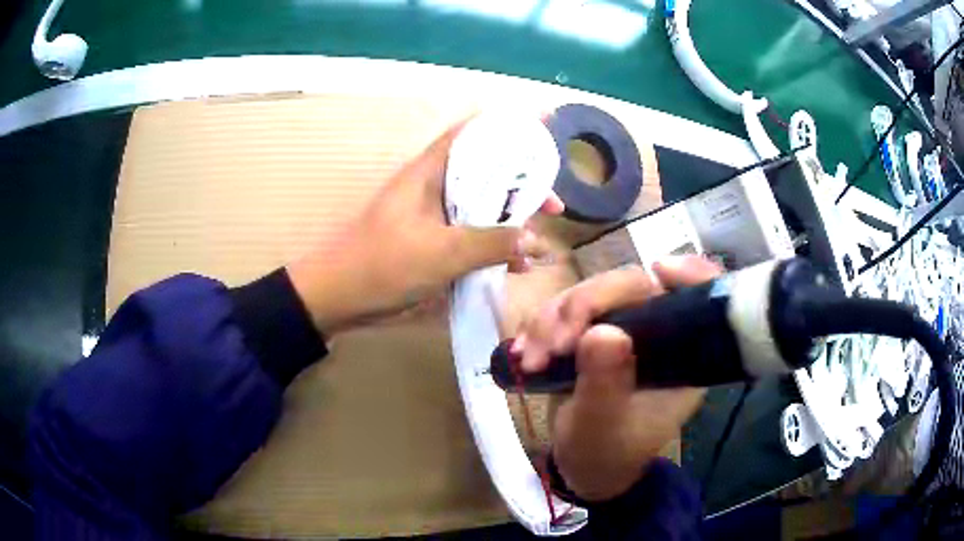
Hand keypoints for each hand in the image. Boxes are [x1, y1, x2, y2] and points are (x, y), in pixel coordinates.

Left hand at [287, 119, 562, 335]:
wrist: (338, 297)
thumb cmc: (382, 264)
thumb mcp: (441, 252)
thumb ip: (491, 244)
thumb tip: (535, 241)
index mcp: (431, 172)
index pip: (474, 132)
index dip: (508, 124)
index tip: (543, 124)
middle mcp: (435, 187)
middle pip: (486, 172)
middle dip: (522, 185)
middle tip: (553, 203)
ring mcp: (434, 216)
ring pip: (482, 207)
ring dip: (511, 221)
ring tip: (542, 236)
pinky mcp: (433, 243)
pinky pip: (472, 237)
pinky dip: (494, 247)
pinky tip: (517, 266)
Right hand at [513, 256, 721, 501]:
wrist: (582, 467)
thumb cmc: (605, 454)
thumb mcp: (603, 426)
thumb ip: (605, 384)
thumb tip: (602, 331)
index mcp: (682, 357)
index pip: (696, 299)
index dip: (689, 274)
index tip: (660, 270)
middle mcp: (657, 334)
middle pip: (631, 287)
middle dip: (585, 305)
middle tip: (552, 342)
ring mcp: (623, 330)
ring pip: (592, 293)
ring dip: (553, 318)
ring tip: (530, 360)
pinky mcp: (593, 332)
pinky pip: (566, 309)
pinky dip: (541, 326)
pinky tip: (524, 353)